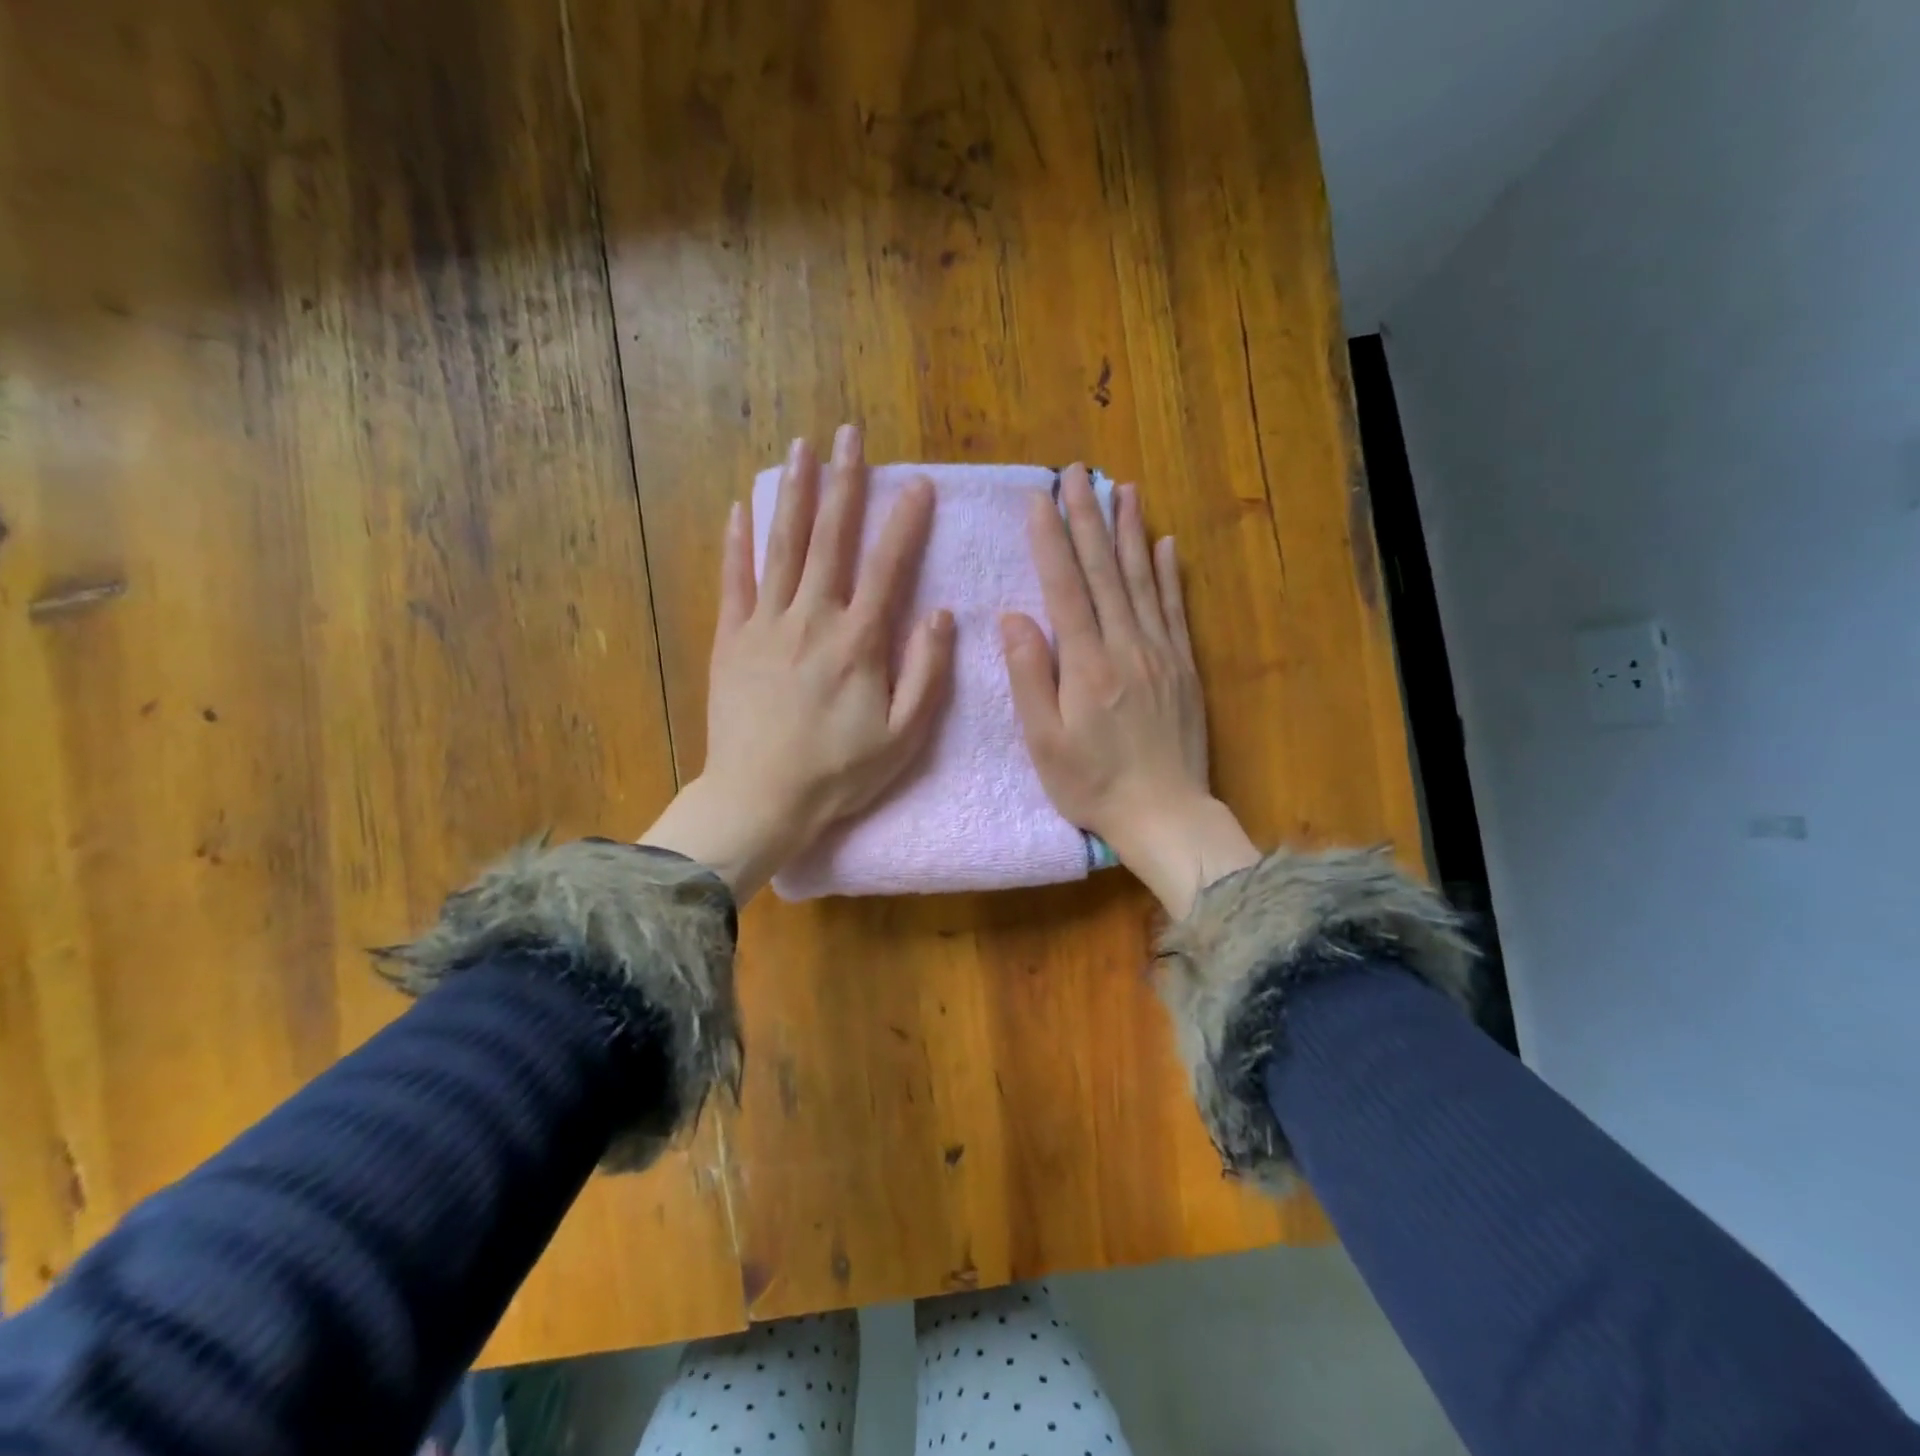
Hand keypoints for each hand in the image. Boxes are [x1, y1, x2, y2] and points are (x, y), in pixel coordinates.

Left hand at [641, 427, 954, 899]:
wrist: (761, 797)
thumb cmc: (839, 772)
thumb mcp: (904, 735)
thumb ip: (926, 672)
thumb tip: (939, 614)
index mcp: (858, 641)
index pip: (887, 566)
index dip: (905, 521)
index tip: (917, 483)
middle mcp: (812, 619)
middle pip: (829, 539)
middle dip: (843, 483)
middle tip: (850, 435)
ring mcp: (766, 625)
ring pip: (782, 547)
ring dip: (793, 494)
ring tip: (800, 448)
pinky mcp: (731, 640)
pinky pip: (733, 581)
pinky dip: (737, 543)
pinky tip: (739, 508)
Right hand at [1000, 465, 1256, 917]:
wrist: (1165, 814)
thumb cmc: (1093, 785)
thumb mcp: (1044, 742)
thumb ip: (1029, 677)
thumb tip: (1014, 617)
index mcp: (1086, 665)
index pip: (1064, 588)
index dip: (1050, 539)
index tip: (1039, 497)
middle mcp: (1127, 647)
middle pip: (1104, 572)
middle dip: (1087, 518)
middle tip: (1077, 472)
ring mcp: (1161, 654)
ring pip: (1144, 580)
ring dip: (1130, 532)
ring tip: (1123, 489)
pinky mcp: (1184, 667)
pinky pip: (1176, 610)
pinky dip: (1171, 574)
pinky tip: (1166, 544)